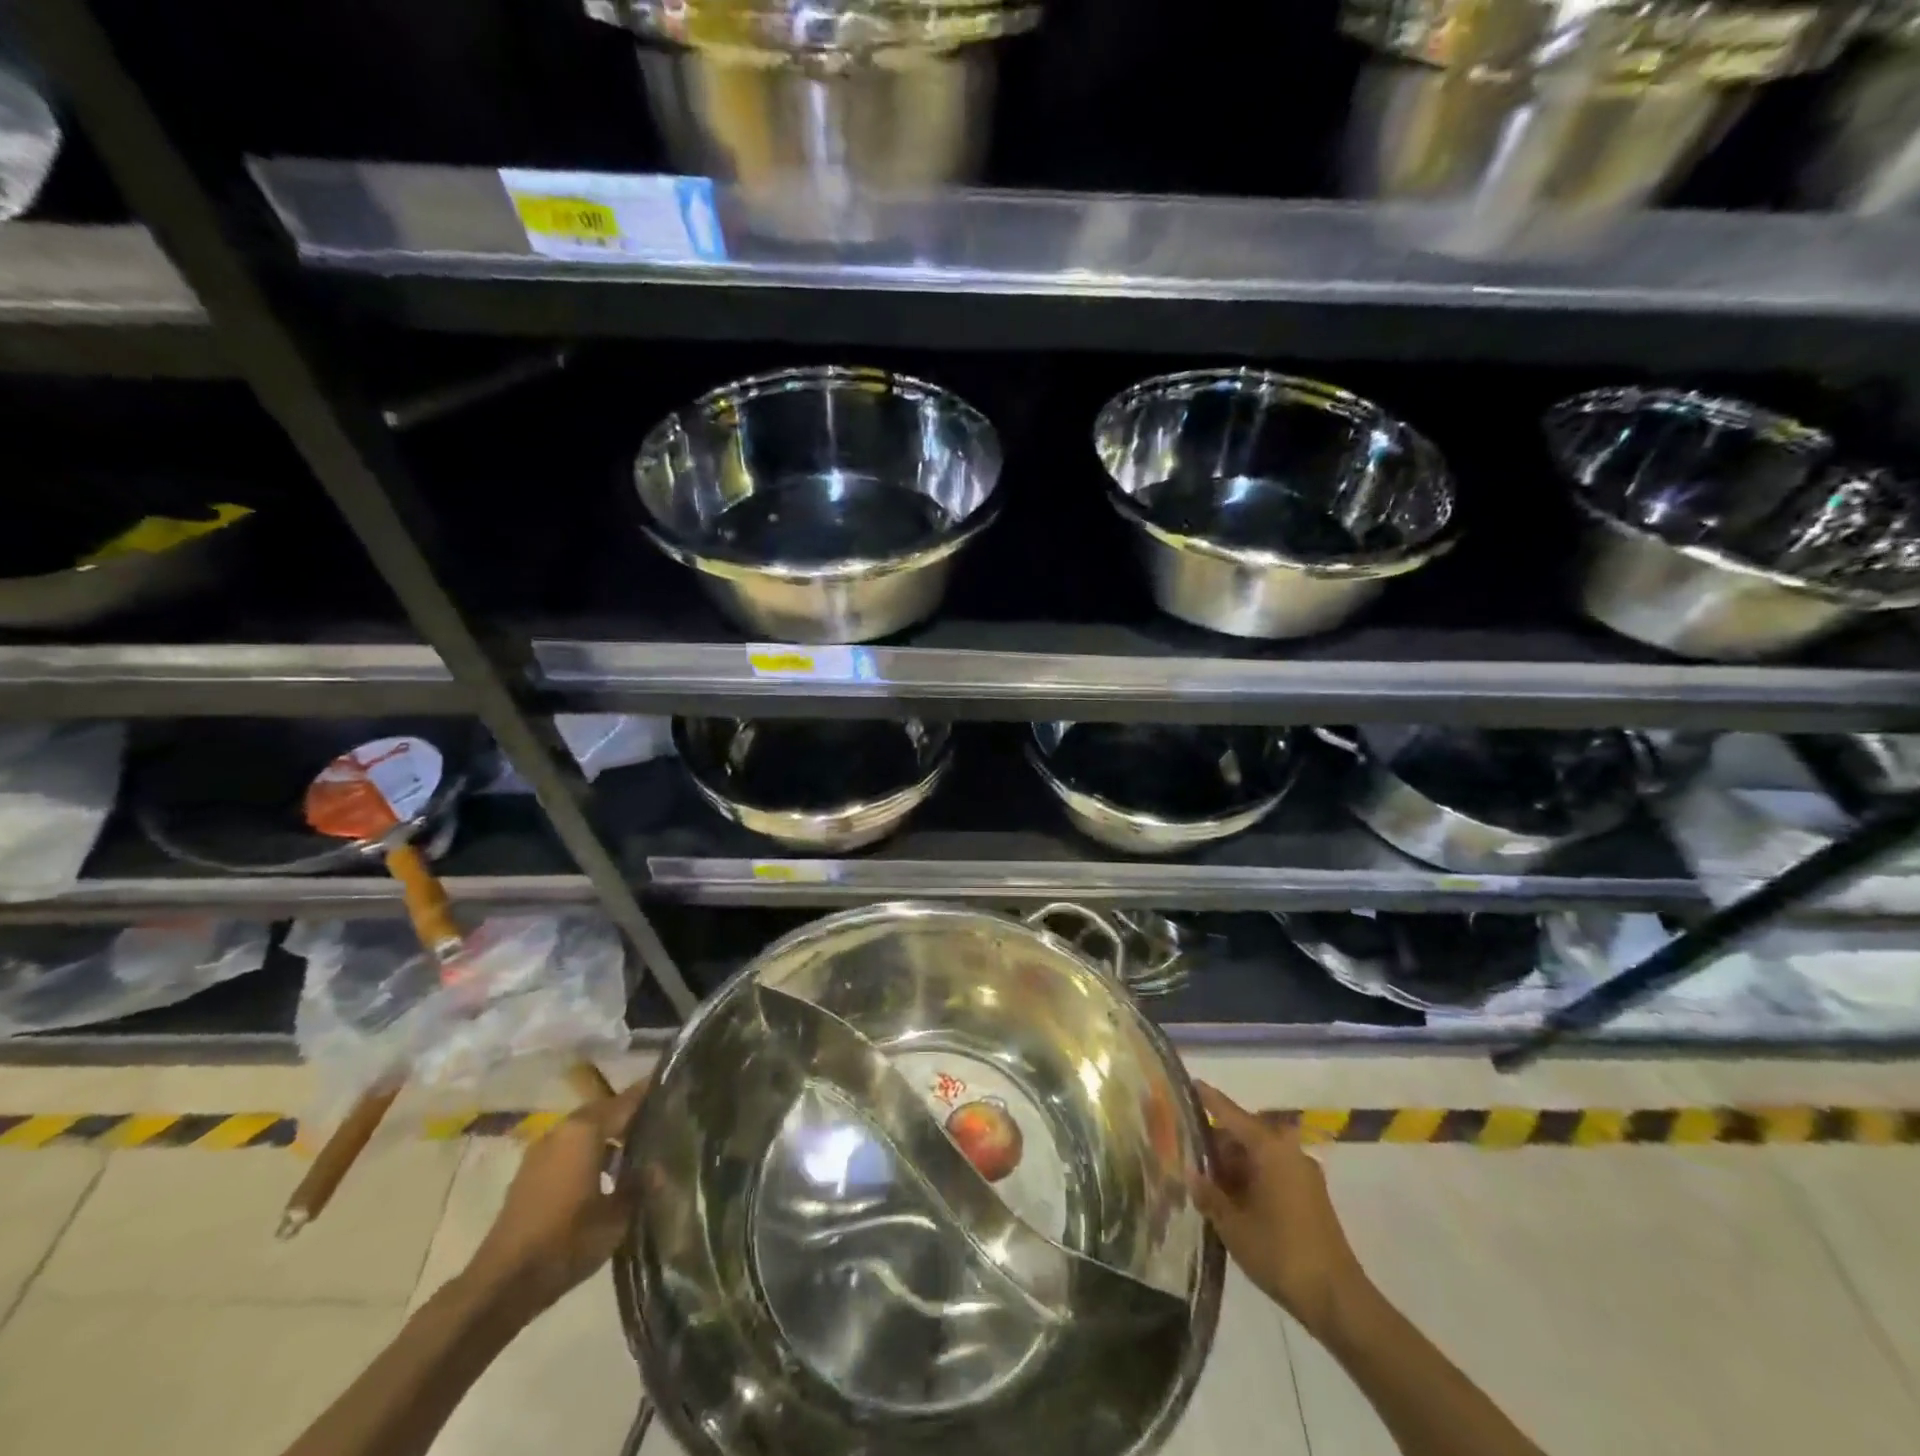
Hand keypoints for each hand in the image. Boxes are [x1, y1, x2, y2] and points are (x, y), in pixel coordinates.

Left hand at [463, 1077, 648, 1315]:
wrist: (502, 1284)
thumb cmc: (566, 1242)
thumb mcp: (617, 1217)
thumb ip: (641, 1184)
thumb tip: (661, 1166)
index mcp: (586, 1130)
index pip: (628, 1100)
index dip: (653, 1093)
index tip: (678, 1088)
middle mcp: (563, 1129)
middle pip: (605, 1109)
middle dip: (631, 1114)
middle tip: (662, 1120)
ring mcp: (542, 1149)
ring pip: (586, 1128)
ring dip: (609, 1133)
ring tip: (638, 1147)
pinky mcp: (531, 1171)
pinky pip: (570, 1146)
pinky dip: (590, 1149)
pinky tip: (606, 1171)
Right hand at [1191, 1081, 1368, 1338]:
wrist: (1338, 1300)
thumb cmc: (1280, 1253)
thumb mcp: (1232, 1225)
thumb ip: (1209, 1194)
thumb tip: (1191, 1173)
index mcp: (1269, 1147)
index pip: (1230, 1113)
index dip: (1208, 1099)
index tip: (1190, 1083)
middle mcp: (1288, 1150)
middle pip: (1244, 1133)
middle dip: (1216, 1143)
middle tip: (1188, 1153)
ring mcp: (1303, 1173)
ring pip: (1258, 1154)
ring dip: (1233, 1164)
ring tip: (1205, 1180)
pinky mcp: (1310, 1195)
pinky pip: (1272, 1171)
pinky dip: (1250, 1177)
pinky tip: (1232, 1198)